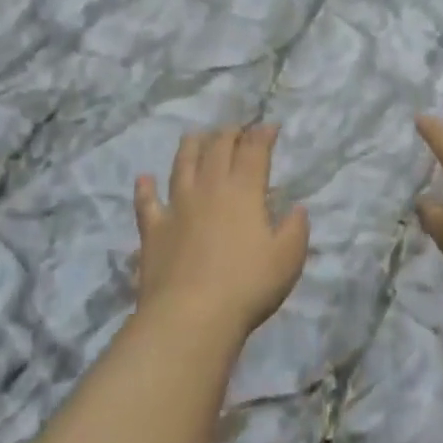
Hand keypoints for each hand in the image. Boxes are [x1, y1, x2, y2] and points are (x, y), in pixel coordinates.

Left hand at [133, 126, 309, 339]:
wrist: (191, 315)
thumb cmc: (248, 285)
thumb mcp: (288, 258)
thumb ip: (296, 228)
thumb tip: (297, 208)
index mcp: (244, 191)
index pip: (254, 151)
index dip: (263, 134)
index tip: (270, 126)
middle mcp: (209, 189)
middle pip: (217, 149)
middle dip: (229, 134)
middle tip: (236, 130)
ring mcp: (177, 207)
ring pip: (182, 165)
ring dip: (191, 146)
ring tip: (196, 135)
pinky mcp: (153, 230)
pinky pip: (146, 202)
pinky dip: (145, 188)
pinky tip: (144, 178)